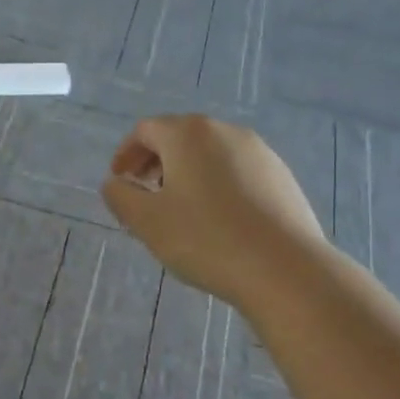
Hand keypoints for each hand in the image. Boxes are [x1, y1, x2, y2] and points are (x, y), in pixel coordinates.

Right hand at [100, 115, 325, 308]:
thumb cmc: (205, 239)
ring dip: (187, 173)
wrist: (284, 268)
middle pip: (180, 136)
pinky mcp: (282, 176)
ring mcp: (260, 152)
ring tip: (180, 209)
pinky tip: (218, 220)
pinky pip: (237, 171)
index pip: (146, 130)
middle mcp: (225, 131)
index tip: (119, 181)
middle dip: (156, 161)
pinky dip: (217, 184)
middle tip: (145, 193)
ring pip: (210, 154)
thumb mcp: (146, 221)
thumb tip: (114, 183)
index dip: (126, 153)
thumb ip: (120, 196)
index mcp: (188, 134)